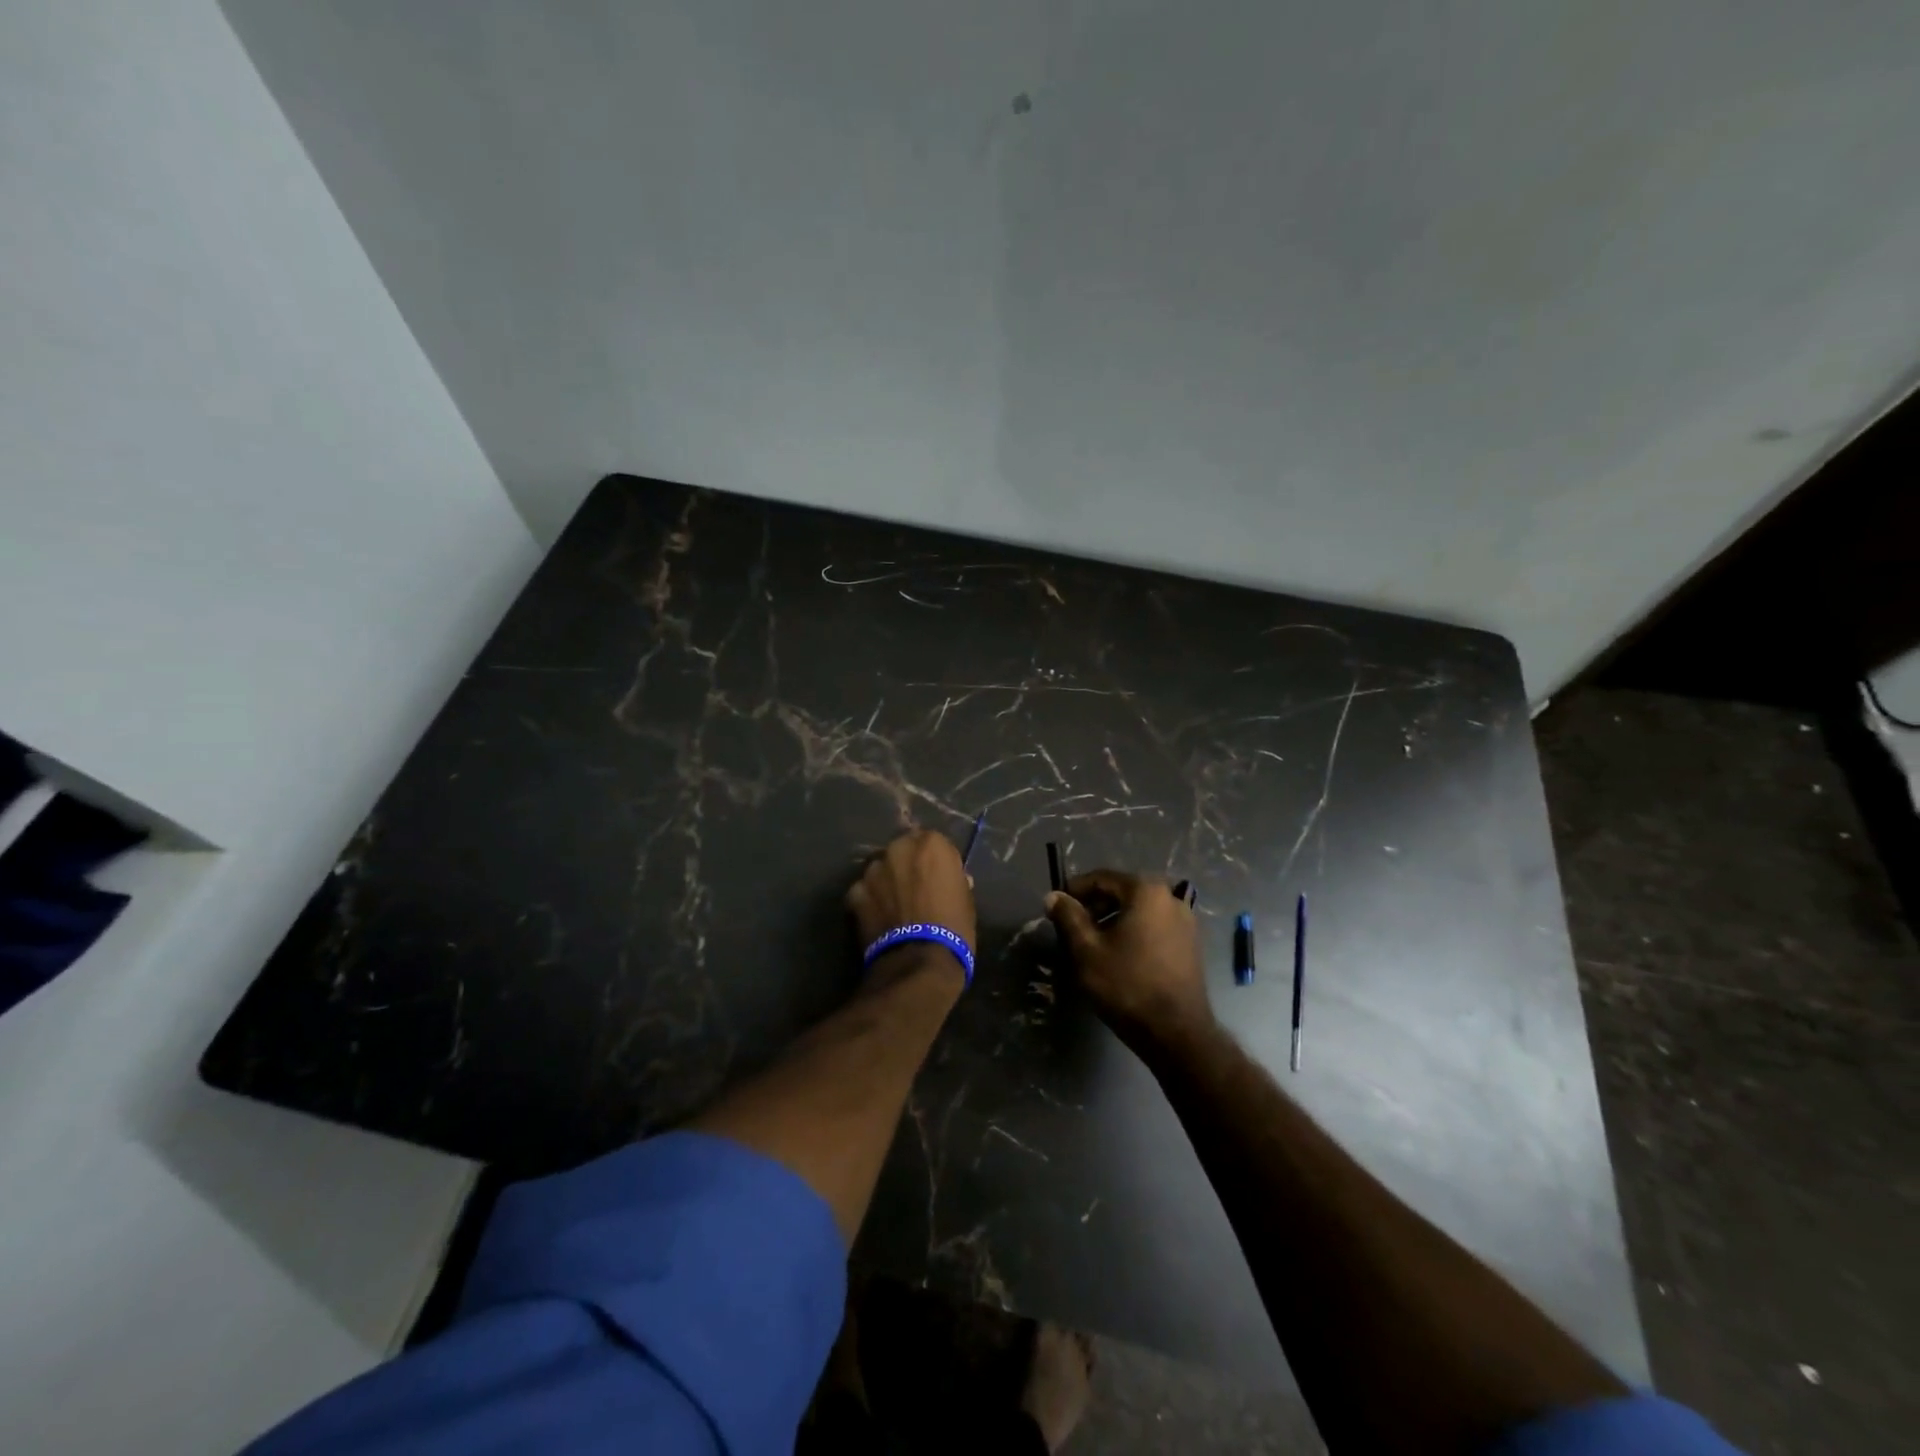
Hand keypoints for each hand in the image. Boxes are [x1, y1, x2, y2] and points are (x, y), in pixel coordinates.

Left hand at [847, 829, 977, 969]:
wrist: (920, 961)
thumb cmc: (954, 928)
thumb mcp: (965, 899)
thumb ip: (953, 879)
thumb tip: (951, 879)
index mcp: (931, 844)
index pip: (933, 842)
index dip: (935, 861)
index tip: (938, 876)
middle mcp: (899, 849)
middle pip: (903, 850)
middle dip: (907, 865)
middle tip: (914, 888)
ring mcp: (873, 870)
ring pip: (880, 869)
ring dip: (886, 881)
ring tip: (894, 904)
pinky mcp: (854, 893)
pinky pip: (863, 891)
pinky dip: (869, 901)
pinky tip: (878, 918)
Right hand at [1045, 870, 1211, 1051]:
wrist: (1176, 1033)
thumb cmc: (1127, 985)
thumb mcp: (1087, 950)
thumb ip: (1068, 917)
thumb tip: (1053, 896)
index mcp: (1146, 891)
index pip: (1101, 878)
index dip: (1074, 891)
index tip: (1056, 909)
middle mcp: (1170, 897)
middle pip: (1121, 892)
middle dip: (1094, 907)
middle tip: (1072, 929)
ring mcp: (1185, 920)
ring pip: (1138, 910)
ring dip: (1113, 921)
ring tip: (1092, 945)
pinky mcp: (1191, 943)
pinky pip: (1154, 926)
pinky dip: (1133, 932)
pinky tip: (1119, 956)